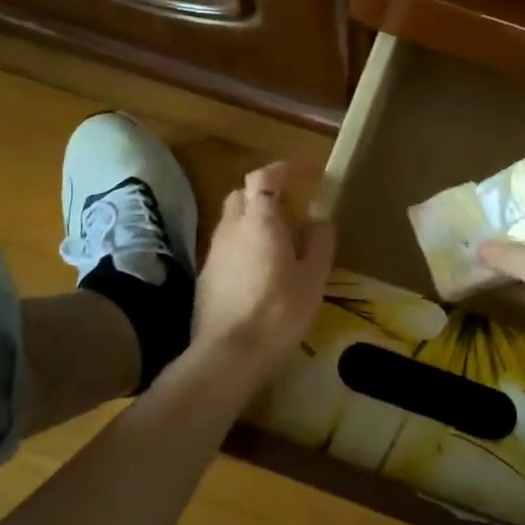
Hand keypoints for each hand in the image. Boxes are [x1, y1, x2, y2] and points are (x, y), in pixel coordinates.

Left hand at [193, 162, 335, 368]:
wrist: (228, 355)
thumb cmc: (278, 312)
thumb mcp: (313, 278)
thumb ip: (318, 242)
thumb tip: (319, 216)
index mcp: (260, 221)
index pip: (263, 178)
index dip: (280, 170)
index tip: (300, 172)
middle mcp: (231, 228)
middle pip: (241, 194)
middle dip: (263, 192)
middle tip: (288, 205)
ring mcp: (214, 253)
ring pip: (231, 221)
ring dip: (252, 219)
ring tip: (277, 238)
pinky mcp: (206, 277)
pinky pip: (226, 246)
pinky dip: (242, 244)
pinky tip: (258, 268)